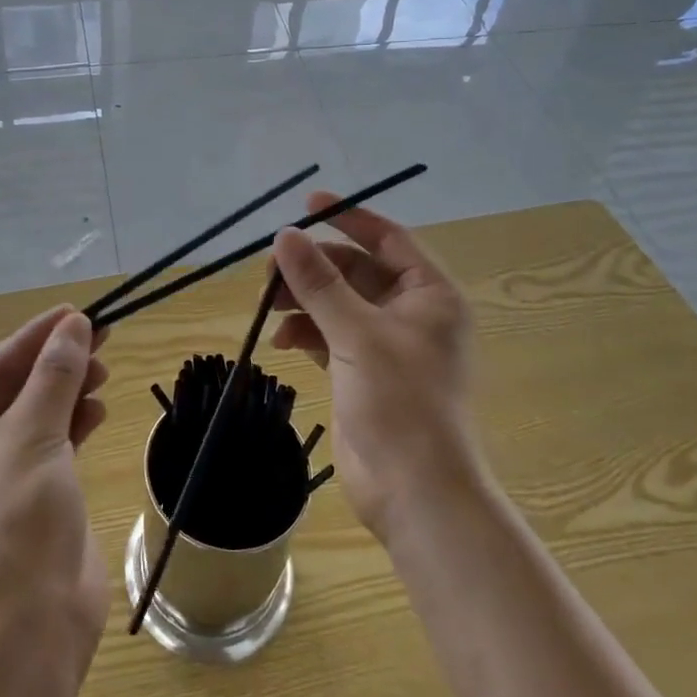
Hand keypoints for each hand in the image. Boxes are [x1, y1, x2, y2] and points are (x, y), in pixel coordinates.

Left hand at [0, 306, 110, 649]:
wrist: (30, 627)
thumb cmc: (16, 521)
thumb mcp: (33, 435)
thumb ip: (55, 375)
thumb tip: (76, 323)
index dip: (37, 337)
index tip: (78, 311)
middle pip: (16, 389)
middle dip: (58, 363)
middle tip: (102, 336)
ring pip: (37, 415)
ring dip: (69, 390)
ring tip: (104, 371)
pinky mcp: (31, 498)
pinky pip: (53, 444)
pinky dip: (75, 423)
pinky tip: (98, 410)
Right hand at [269, 194, 478, 539]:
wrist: (414, 491)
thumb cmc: (401, 402)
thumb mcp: (357, 333)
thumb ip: (319, 282)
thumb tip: (284, 236)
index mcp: (429, 295)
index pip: (387, 238)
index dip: (348, 218)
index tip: (307, 204)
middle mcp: (410, 313)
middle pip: (355, 270)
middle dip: (313, 267)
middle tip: (269, 268)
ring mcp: (385, 344)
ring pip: (337, 303)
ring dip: (303, 300)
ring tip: (267, 304)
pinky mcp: (362, 372)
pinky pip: (328, 335)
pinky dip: (304, 332)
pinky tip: (280, 340)